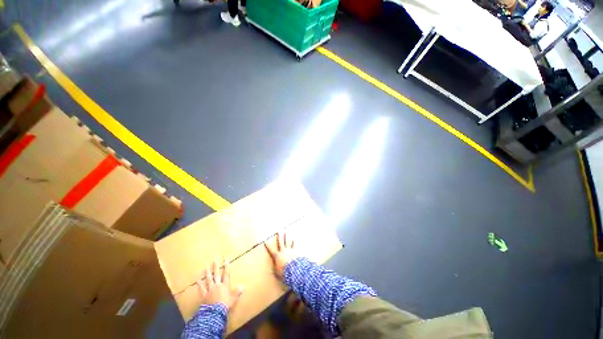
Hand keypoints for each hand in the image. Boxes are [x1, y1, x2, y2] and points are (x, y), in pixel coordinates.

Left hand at [197, 259, 243, 310]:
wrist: (215, 313)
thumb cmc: (225, 305)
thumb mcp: (233, 299)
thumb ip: (237, 292)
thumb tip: (243, 286)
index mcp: (225, 285)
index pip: (226, 274)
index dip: (226, 267)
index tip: (226, 260)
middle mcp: (217, 285)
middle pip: (217, 274)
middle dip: (216, 267)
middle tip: (215, 259)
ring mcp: (210, 289)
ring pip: (209, 279)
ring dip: (208, 272)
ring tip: (207, 266)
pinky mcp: (204, 295)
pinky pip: (201, 288)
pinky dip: (200, 283)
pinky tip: (198, 279)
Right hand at [265, 232, 299, 277]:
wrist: (294, 269)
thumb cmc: (284, 271)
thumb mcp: (277, 272)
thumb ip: (275, 269)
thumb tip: (272, 270)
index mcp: (277, 256)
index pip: (271, 250)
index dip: (268, 246)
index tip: (265, 241)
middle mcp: (283, 251)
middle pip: (281, 242)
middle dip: (280, 236)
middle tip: (279, 230)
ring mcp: (289, 250)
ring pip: (287, 242)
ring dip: (287, 237)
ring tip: (286, 232)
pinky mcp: (295, 252)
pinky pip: (294, 246)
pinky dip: (294, 242)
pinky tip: (294, 238)